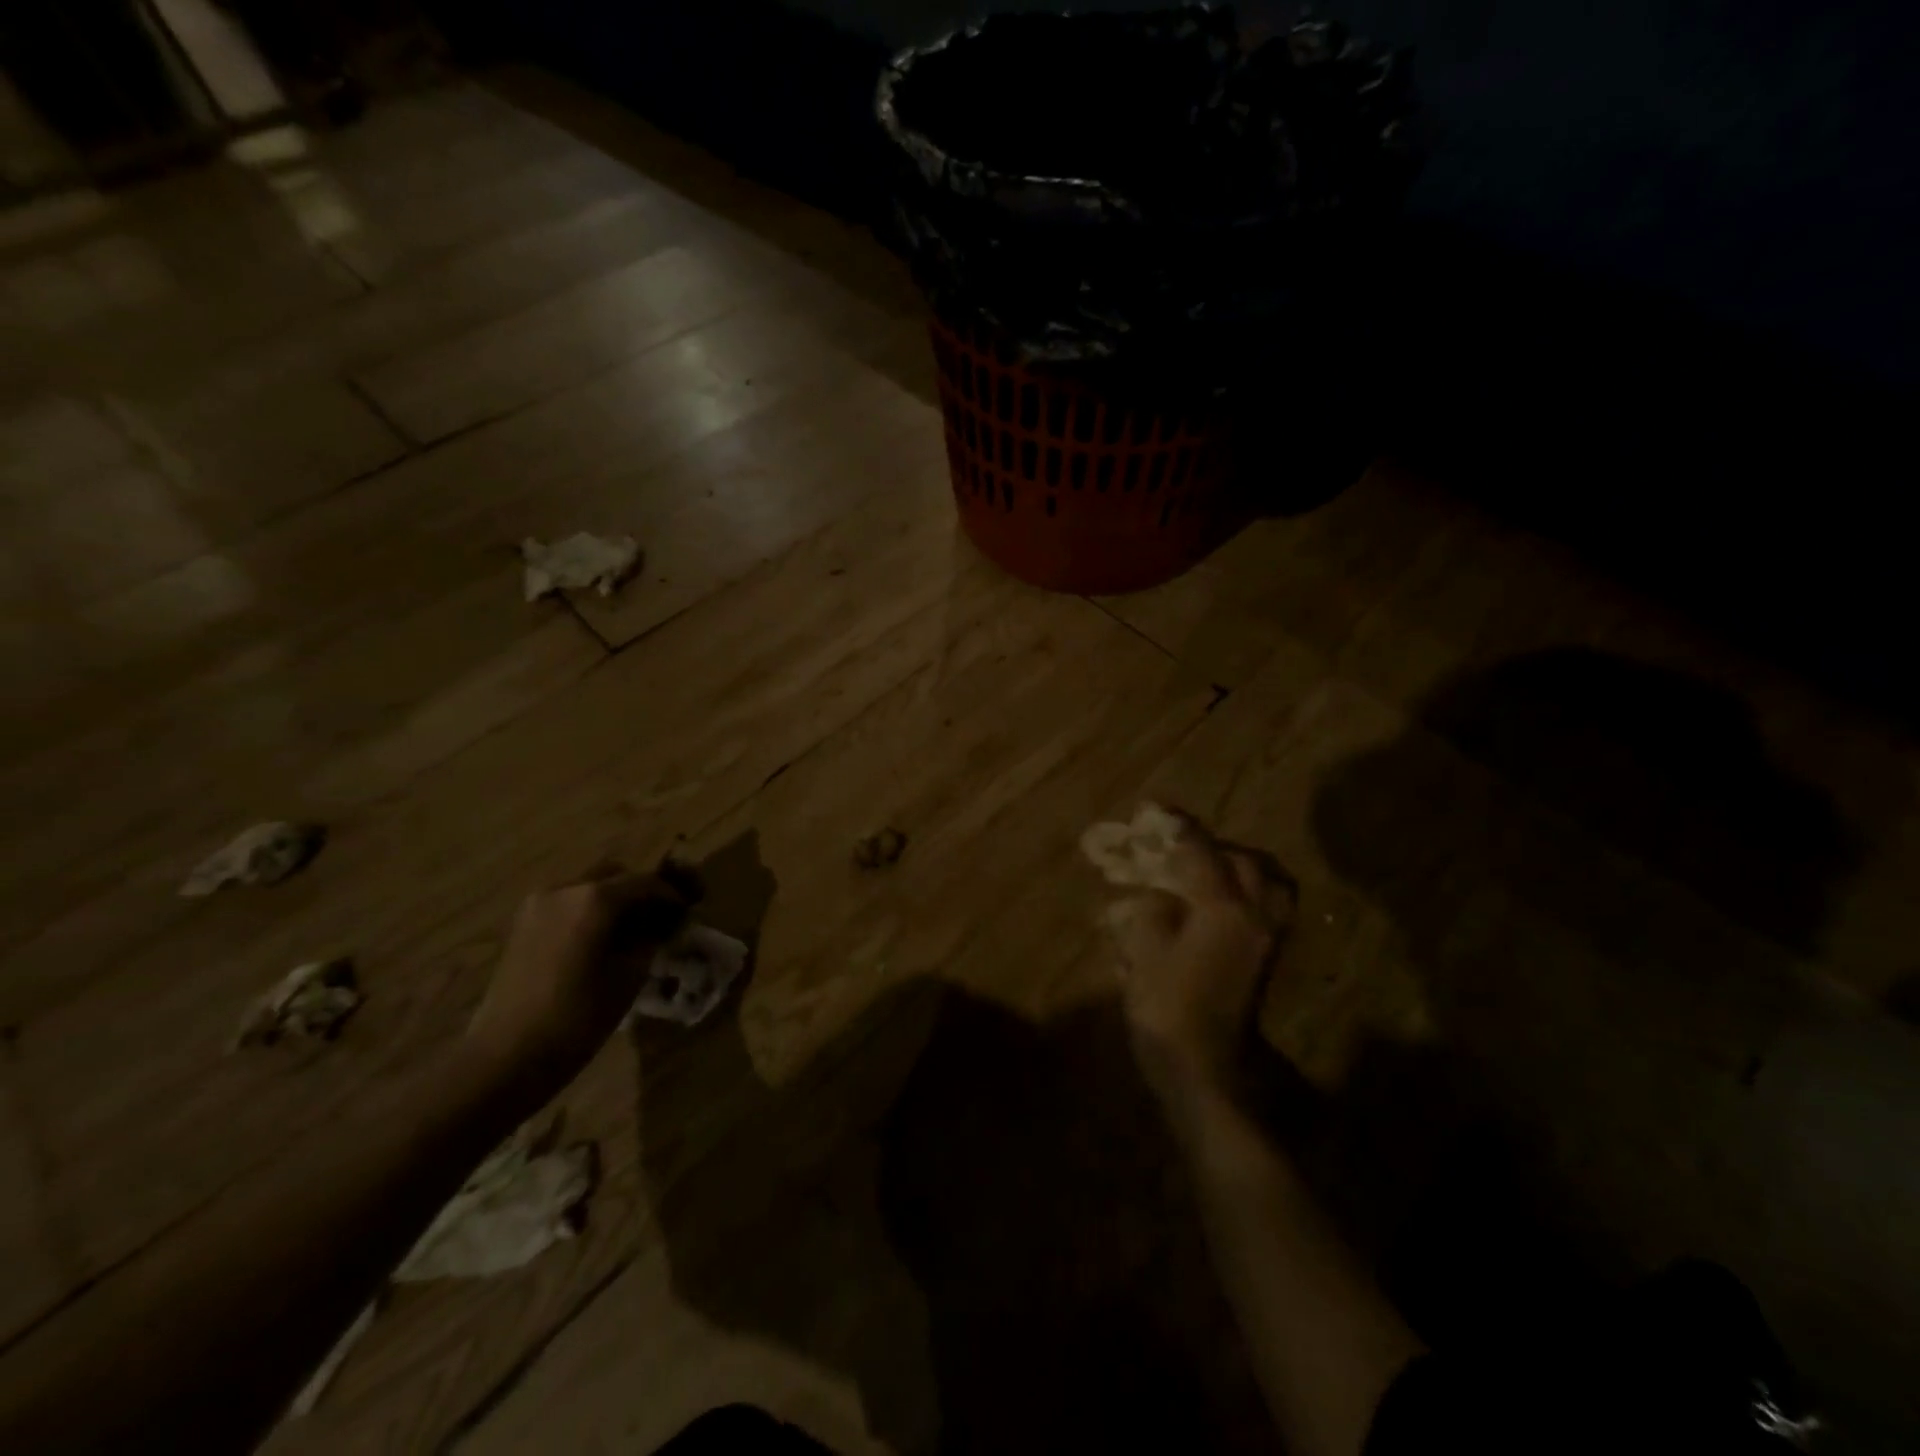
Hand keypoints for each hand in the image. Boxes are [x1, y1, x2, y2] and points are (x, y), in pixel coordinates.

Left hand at [466, 862, 700, 1093]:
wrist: (506, 1056)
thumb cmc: (578, 1017)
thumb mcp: (631, 975)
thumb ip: (652, 938)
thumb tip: (666, 922)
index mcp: (597, 898)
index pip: (649, 882)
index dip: (674, 895)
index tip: (690, 911)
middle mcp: (567, 888)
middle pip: (616, 875)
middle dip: (643, 890)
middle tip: (662, 916)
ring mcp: (539, 904)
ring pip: (590, 887)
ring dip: (615, 900)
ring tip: (632, 930)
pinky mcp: (523, 924)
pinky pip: (568, 904)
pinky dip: (591, 912)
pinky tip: (601, 940)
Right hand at [1101, 813, 1295, 1108]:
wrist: (1205, 1068)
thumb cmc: (1167, 1007)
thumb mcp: (1144, 950)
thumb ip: (1153, 910)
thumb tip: (1160, 896)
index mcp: (1223, 909)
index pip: (1201, 853)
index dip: (1176, 828)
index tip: (1155, 810)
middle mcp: (1255, 917)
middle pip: (1247, 863)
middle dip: (1214, 846)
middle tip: (1181, 845)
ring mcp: (1267, 940)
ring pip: (1269, 885)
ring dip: (1239, 867)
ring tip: (1207, 868)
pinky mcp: (1266, 960)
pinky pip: (1268, 909)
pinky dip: (1247, 892)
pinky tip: (1217, 901)